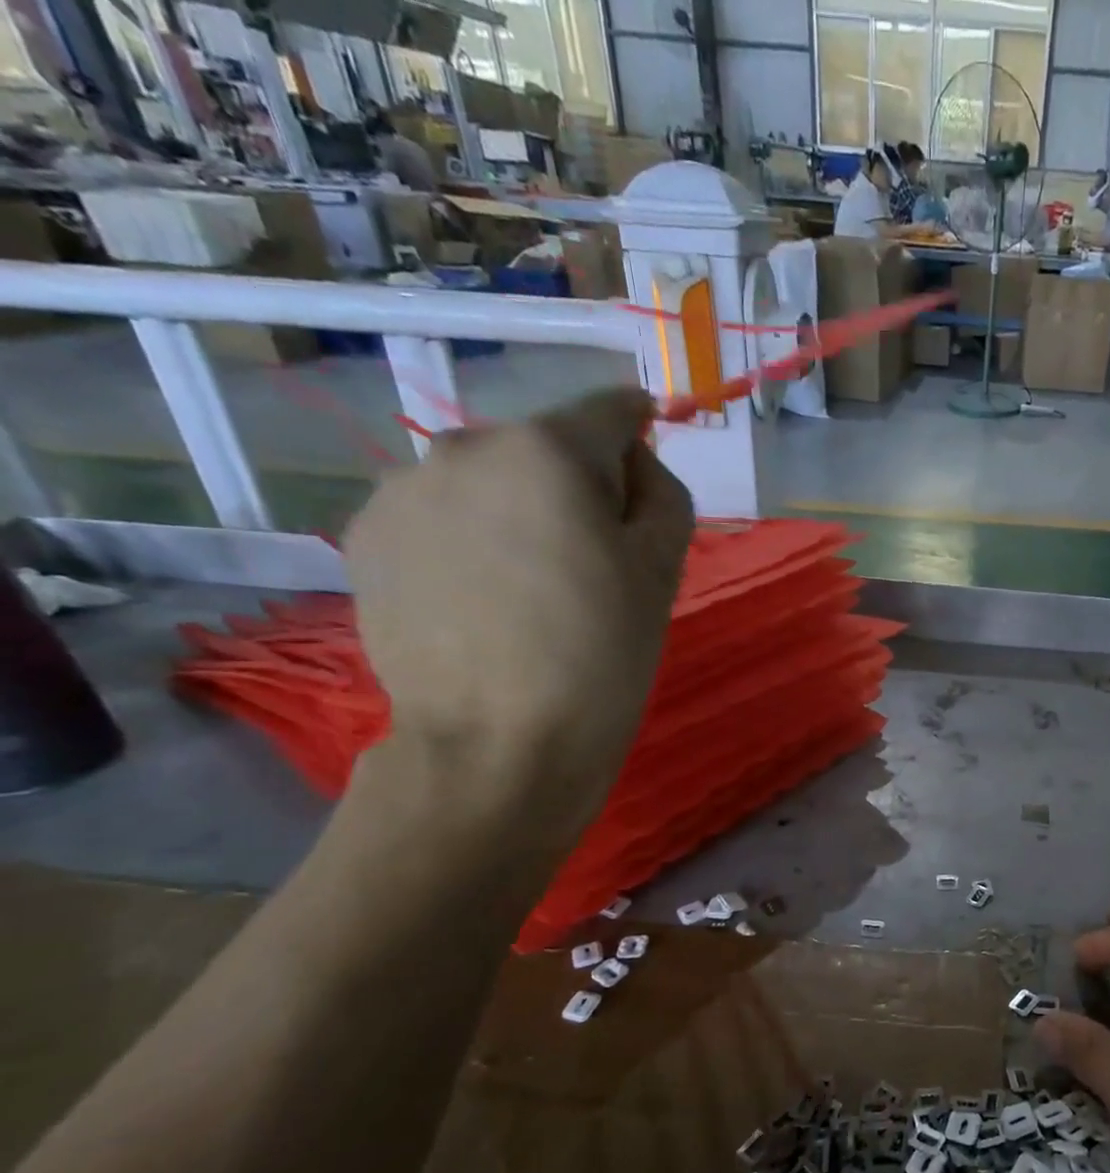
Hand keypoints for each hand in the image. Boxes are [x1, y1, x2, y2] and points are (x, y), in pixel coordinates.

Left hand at [344, 388, 692, 823]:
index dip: (639, 432)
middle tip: (593, 561)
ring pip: (488, 481)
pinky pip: (440, 516)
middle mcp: (465, 446)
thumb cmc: (601, 656)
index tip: (647, 473)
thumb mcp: (663, 571)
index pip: (610, 409)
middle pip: (544, 446)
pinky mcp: (365, 536)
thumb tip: (633, 466)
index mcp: (549, 450)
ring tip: (530, 588)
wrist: (498, 745)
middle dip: (577, 485)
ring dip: (518, 512)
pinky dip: (468, 540)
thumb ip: (663, 495)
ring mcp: (403, 489)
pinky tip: (480, 600)